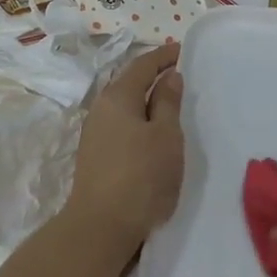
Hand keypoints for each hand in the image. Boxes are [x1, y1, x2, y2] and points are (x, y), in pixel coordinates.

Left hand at [62, 42, 185, 256]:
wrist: (101, 226)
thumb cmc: (141, 175)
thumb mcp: (165, 135)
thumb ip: (167, 102)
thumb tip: (168, 76)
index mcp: (118, 97)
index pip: (142, 65)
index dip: (163, 55)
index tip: (182, 50)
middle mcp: (101, 109)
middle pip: (129, 82)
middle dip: (153, 75)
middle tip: (180, 74)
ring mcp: (95, 133)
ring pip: (124, 105)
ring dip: (145, 99)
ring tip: (170, 102)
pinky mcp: (96, 155)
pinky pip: (121, 124)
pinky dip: (139, 118)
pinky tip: (152, 131)